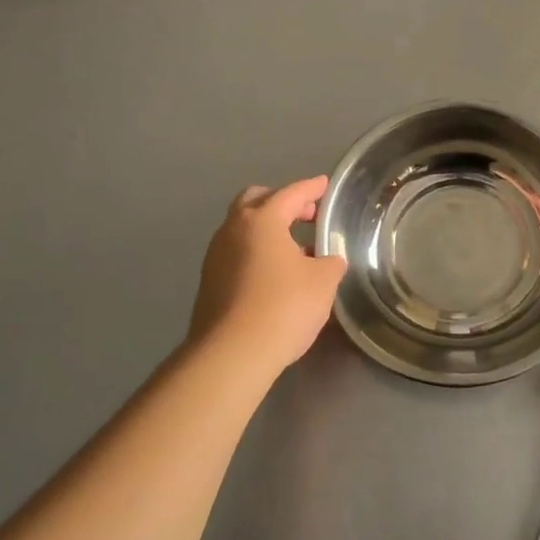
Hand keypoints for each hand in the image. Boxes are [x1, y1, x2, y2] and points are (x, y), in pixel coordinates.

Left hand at [189, 176, 345, 375]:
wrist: (232, 354)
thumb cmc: (284, 307)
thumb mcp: (323, 282)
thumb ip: (330, 262)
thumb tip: (328, 259)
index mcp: (261, 221)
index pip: (290, 194)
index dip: (311, 188)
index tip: (323, 185)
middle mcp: (232, 230)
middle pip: (255, 201)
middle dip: (282, 203)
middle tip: (306, 215)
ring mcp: (215, 256)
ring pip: (243, 229)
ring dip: (268, 231)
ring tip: (295, 249)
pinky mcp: (209, 283)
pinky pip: (237, 254)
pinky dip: (257, 253)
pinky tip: (276, 274)